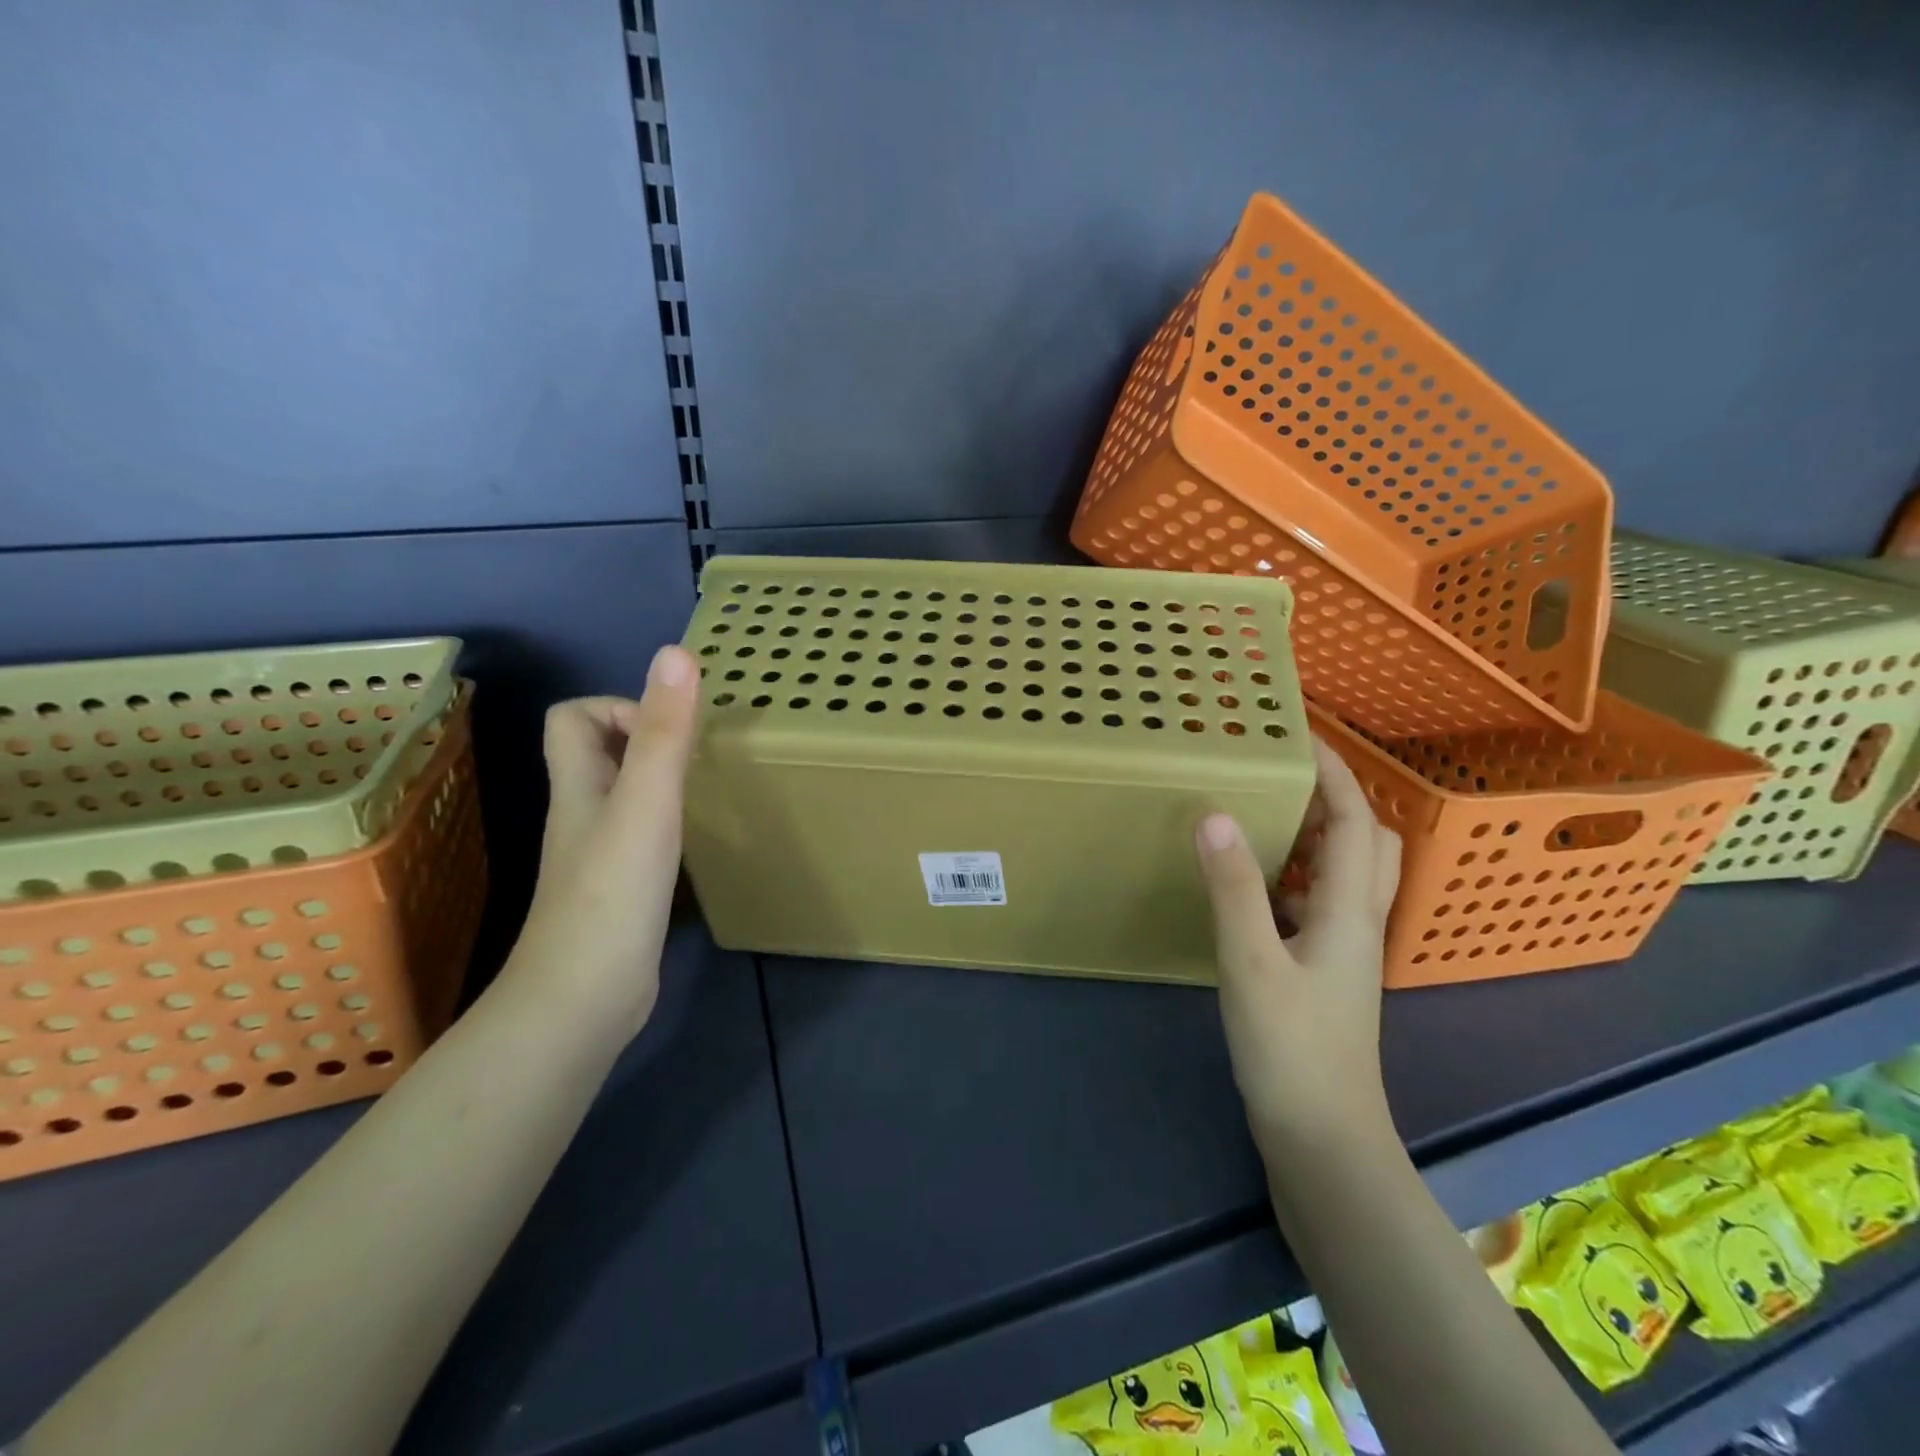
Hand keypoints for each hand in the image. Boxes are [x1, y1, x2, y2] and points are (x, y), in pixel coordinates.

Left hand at [504, 645, 698, 1037]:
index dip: (618, 706)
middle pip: (599, 754)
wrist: (584, 1000)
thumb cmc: (612, 895)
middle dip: (647, 739)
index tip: (669, 728)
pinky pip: (642, 836)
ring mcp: (599, 856)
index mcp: (579, 786)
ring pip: (623, 795)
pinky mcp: (620, 891)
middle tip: (700, 752)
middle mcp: (582, 813)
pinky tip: (700, 839)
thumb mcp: (645, 804)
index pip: (572, 718)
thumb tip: (676, 654)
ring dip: (662, 780)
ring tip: (709, 785)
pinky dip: (669, 823)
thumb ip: (663, 733)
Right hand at [1195, 737, 1401, 1158]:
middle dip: (1336, 797)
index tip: (1300, 734)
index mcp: (1350, 911)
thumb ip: (1234, 886)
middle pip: (1370, 842)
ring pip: (1347, 873)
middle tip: (1284, 774)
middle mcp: (1358, 922)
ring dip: (1318, 834)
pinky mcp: (1325, 972)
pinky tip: (1257, 883)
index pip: (1355, 821)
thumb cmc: (1291, 1048)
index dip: (1335, 772)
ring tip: (1268, 813)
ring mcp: (1345, 951)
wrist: (1323, 1140)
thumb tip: (1216, 812)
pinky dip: (1297, 874)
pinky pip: (1320, 902)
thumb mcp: (1252, 961)